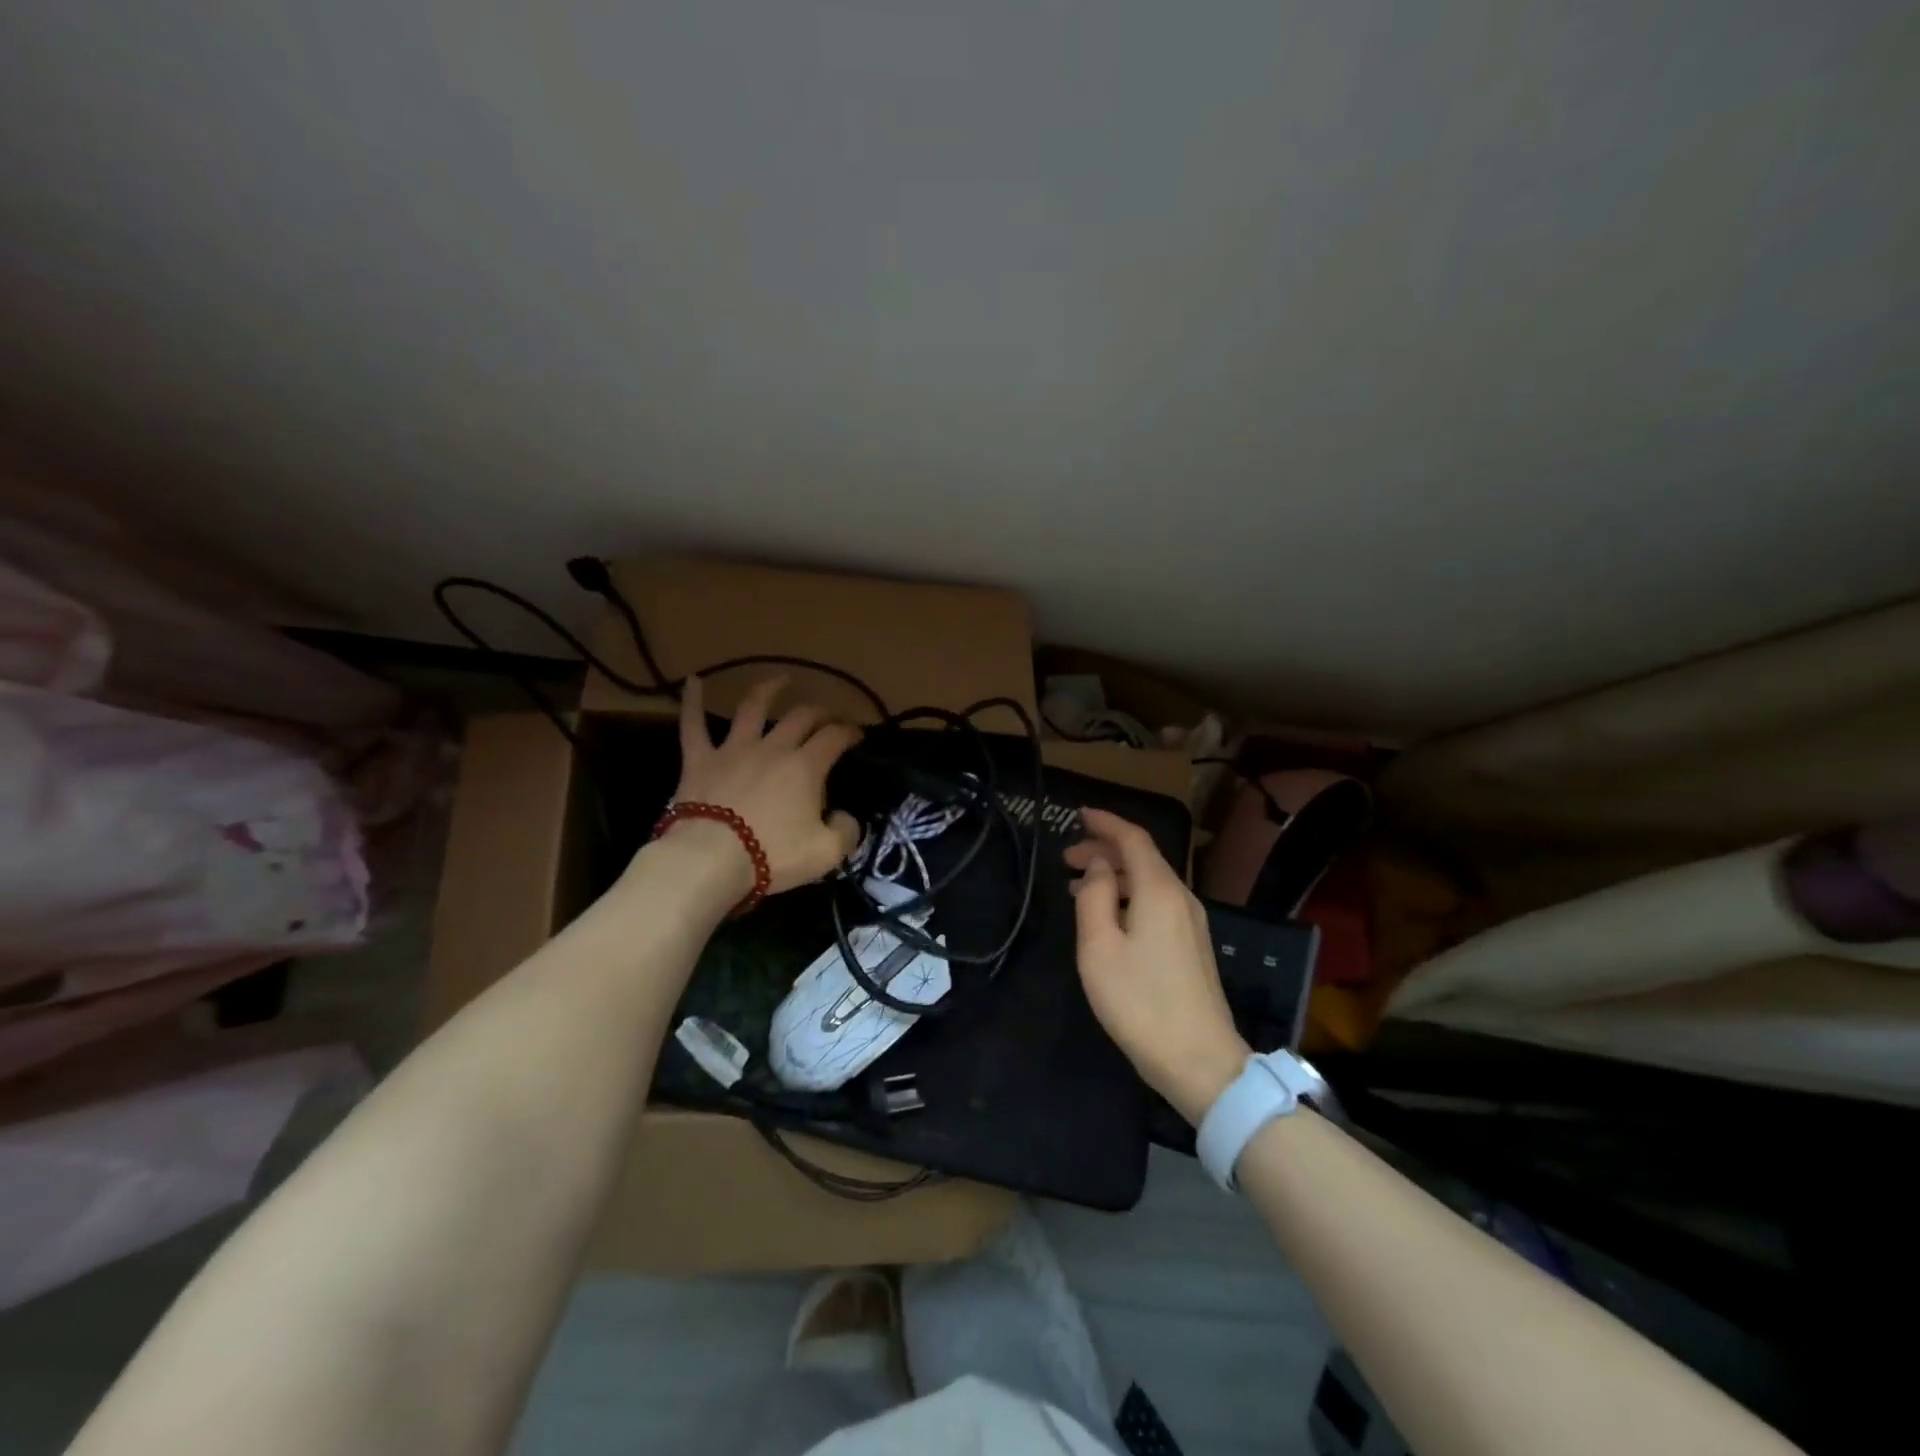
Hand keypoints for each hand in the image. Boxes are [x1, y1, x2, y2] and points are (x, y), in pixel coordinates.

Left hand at [664, 674, 862, 894]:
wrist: (710, 860)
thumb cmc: (772, 855)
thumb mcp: (826, 853)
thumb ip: (846, 832)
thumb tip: (845, 817)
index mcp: (806, 766)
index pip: (834, 738)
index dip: (849, 732)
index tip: (857, 734)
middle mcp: (773, 748)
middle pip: (800, 718)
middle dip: (819, 712)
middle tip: (827, 716)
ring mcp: (734, 750)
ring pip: (752, 709)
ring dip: (769, 690)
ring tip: (781, 679)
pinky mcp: (699, 760)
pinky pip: (693, 725)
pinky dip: (692, 701)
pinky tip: (692, 682)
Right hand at [1066, 809, 1249, 1124]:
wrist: (1200, 1061)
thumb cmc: (1140, 1001)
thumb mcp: (1100, 947)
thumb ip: (1095, 897)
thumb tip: (1099, 867)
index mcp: (1159, 890)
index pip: (1133, 838)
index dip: (1106, 822)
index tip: (1079, 814)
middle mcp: (1181, 897)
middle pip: (1143, 858)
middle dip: (1105, 850)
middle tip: (1067, 857)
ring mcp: (1191, 923)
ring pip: (1150, 881)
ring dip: (1115, 875)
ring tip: (1079, 884)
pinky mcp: (1191, 946)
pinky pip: (1157, 903)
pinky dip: (1129, 896)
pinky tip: (1108, 915)